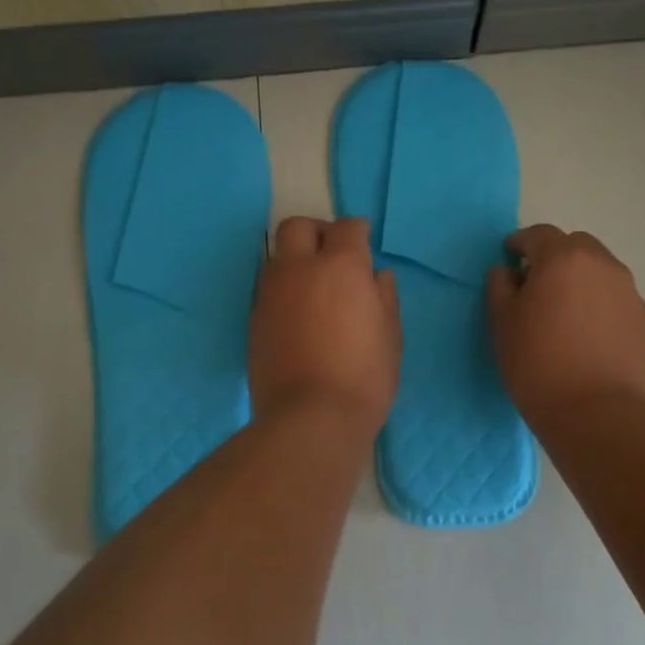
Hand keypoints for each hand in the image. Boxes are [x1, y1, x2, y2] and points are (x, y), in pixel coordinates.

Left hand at [249, 217, 400, 434]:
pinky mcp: (254, 317)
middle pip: (298, 227)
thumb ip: (384, 297)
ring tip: (315, 289)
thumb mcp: (390, 337)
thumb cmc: (364, 377)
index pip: (346, 228)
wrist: (309, 418)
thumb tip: (377, 275)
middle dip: (317, 232)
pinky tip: (299, 315)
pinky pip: (268, 288)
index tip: (363, 244)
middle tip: (333, 255)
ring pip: (278, 256)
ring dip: (296, 260)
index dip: (357, 233)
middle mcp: (299, 269)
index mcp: (340, 266)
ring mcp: (270, 292)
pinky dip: (284, 290)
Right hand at [485, 224, 644, 426]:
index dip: (520, 243)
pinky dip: (598, 303)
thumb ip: (500, 286)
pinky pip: (614, 297)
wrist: (596, 413)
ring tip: (563, 311)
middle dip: (554, 256)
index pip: (538, 235)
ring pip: (599, 270)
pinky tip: (585, 333)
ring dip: (579, 279)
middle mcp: (602, 265)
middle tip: (536, 284)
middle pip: (575, 245)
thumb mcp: (501, 322)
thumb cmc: (537, 363)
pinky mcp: (644, 320)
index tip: (509, 258)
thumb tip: (507, 272)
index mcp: (563, 258)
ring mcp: (629, 292)